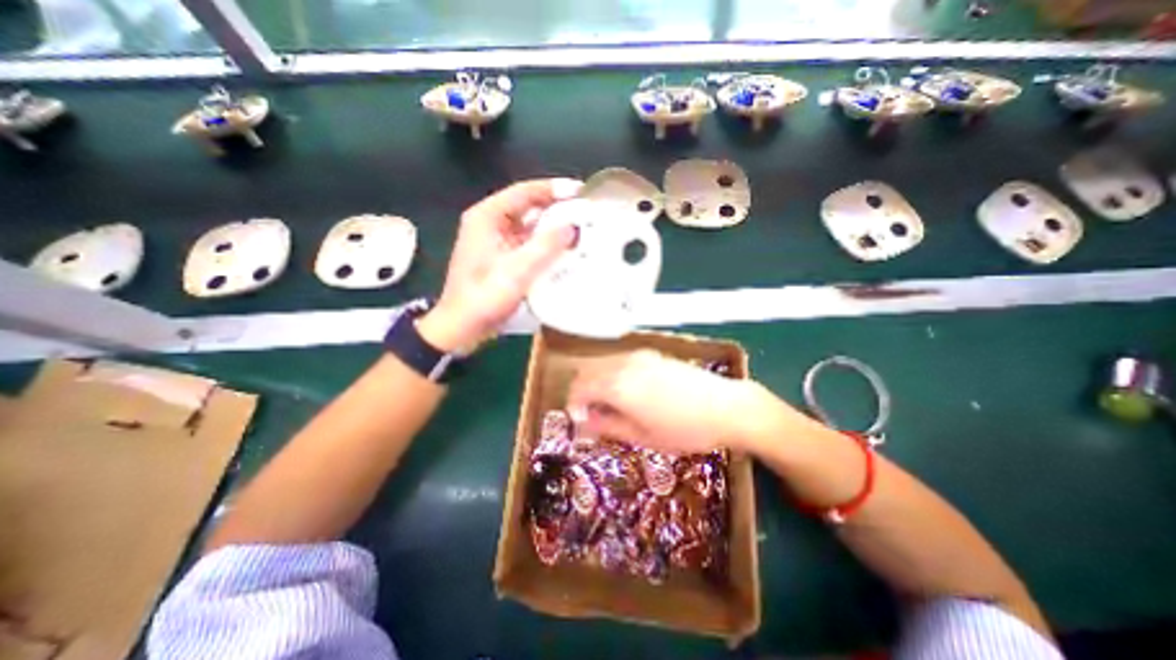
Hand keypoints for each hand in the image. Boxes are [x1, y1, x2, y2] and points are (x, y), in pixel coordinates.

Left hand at [423, 178, 587, 353]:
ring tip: (581, 230)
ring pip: (530, 226)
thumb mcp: (517, 271)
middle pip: (528, 207)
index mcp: (487, 217)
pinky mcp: (502, 259)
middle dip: (557, 208)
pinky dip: (546, 245)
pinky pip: (528, 244)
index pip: (524, 191)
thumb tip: (573, 227)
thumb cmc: (484, 298)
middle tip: (586, 212)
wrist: (462, 329)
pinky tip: (565, 251)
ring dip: (553, 228)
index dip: (554, 189)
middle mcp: (490, 224)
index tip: (581, 192)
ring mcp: (496, 242)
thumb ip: (546, 246)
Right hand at [568, 350, 772, 452]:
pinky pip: (620, 361)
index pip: (579, 388)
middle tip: (592, 415)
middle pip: (587, 371)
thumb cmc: (685, 430)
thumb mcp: (643, 437)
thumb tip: (585, 421)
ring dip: (597, 382)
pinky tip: (629, 391)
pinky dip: (612, 374)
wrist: (728, 407)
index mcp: (618, 385)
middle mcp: (624, 364)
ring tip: (610, 405)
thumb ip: (608, 425)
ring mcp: (639, 355)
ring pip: (603, 364)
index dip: (574, 405)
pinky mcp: (653, 354)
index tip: (580, 422)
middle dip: (582, 392)